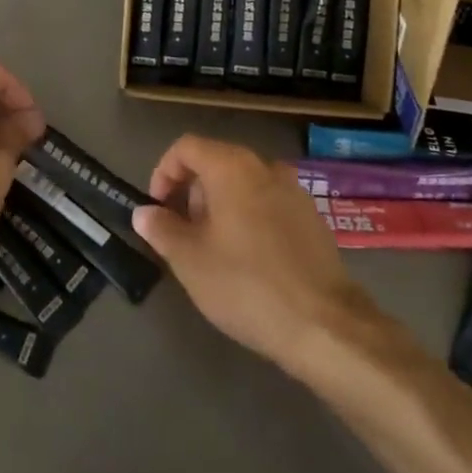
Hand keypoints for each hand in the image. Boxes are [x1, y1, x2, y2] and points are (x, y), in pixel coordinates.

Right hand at [131, 135, 372, 372]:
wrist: (325, 325)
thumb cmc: (246, 285)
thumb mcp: (190, 260)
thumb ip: (162, 229)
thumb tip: (145, 213)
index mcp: (232, 166)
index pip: (187, 147)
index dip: (164, 172)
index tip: (157, 208)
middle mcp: (265, 166)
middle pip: (216, 162)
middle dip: (192, 193)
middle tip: (182, 234)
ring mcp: (294, 191)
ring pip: (243, 184)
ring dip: (220, 206)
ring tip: (213, 250)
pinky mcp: (313, 218)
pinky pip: (268, 204)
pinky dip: (249, 218)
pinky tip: (249, 261)